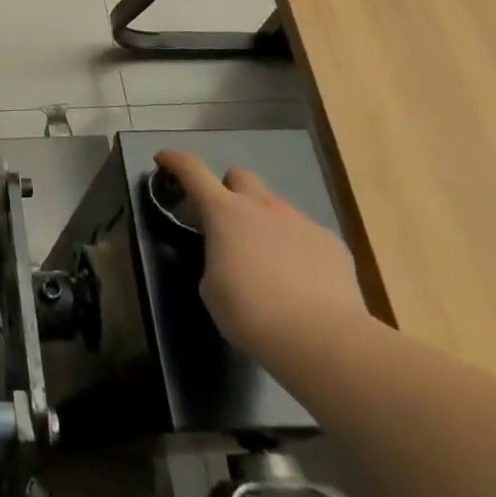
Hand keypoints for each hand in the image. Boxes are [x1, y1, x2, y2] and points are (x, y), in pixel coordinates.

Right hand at [155, 150, 372, 362]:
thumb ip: (215, 259)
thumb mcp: (211, 288)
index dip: (174, 160)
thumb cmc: (251, 313)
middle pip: (239, 176)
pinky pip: (306, 234)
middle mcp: (262, 205)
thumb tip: (228, 258)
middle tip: (227, 221)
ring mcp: (300, 220)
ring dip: (264, 222)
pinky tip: (302, 280)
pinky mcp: (331, 242)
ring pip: (275, 207)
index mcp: (224, 212)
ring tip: (269, 261)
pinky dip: (297, 247)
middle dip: (229, 190)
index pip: (192, 170)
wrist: (322, 338)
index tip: (163, 158)